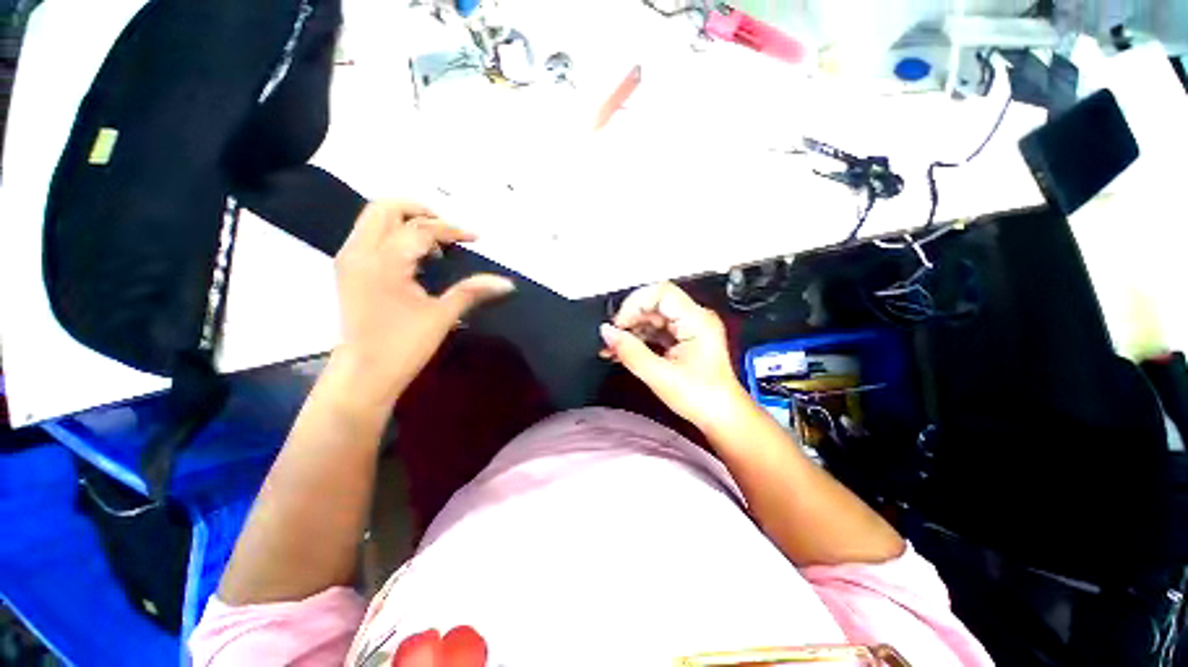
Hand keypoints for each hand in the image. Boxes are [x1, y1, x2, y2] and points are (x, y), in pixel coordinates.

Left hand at [332, 201, 514, 403]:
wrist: (363, 373)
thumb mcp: (442, 316)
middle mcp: (360, 252)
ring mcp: (349, 258)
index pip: (420, 229)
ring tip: (436, 242)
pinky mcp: (348, 269)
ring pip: (374, 218)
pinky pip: (370, 234)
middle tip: (449, 229)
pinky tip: (416, 256)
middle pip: (386, 208)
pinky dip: (394, 233)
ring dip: (406, 220)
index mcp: (384, 262)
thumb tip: (506, 283)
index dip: (451, 230)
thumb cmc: (403, 346)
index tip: (475, 238)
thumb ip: (472, 291)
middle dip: (421, 210)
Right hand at [600, 282, 749, 432]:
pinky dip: (640, 339)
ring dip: (631, 330)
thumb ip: (630, 352)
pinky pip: (657, 330)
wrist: (722, 417)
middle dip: (630, 319)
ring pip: (653, 317)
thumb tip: (607, 332)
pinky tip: (624, 351)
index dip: (634, 304)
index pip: (661, 292)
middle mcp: (695, 318)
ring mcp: (690, 327)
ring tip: (613, 348)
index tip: (618, 324)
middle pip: (655, 304)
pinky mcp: (684, 338)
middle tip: (612, 339)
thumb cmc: (702, 398)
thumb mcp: (660, 376)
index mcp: (697, 321)